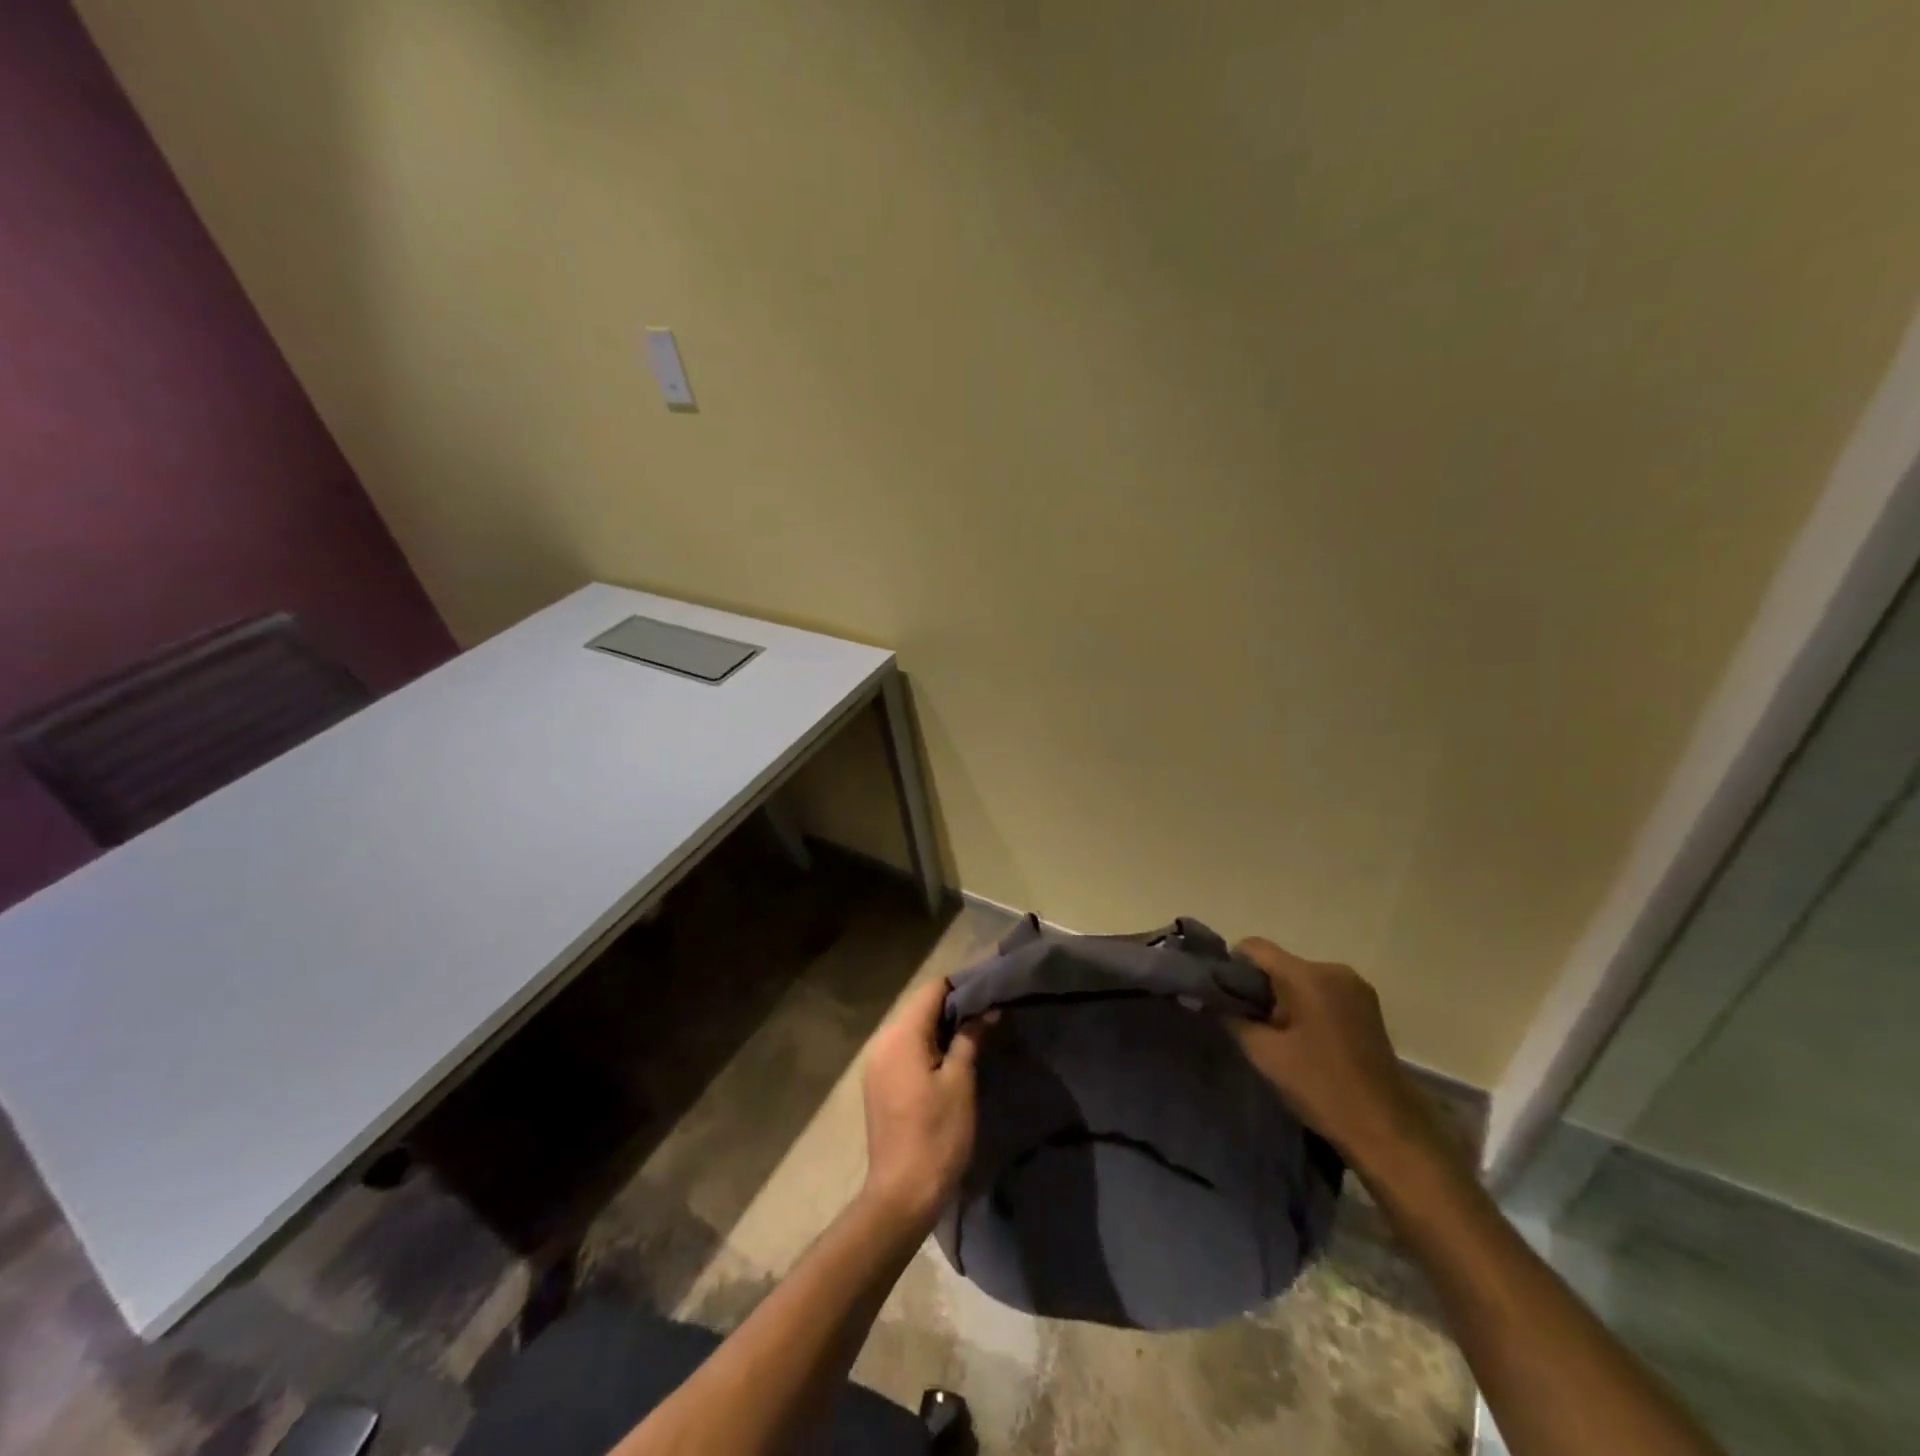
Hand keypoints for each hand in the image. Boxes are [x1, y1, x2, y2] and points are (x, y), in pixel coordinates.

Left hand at [860, 978, 985, 1233]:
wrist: (901, 1195)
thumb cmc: (937, 1136)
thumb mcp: (960, 1083)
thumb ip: (969, 1039)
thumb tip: (985, 1011)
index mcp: (900, 1035)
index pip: (932, 990)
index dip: (961, 987)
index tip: (989, 993)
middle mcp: (882, 1041)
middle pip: (919, 1007)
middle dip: (952, 1008)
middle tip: (987, 1015)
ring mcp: (876, 1063)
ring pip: (912, 1028)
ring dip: (940, 1029)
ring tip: (974, 1035)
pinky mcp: (877, 1083)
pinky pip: (903, 1049)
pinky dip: (926, 1047)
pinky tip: (950, 1060)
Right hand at [1230, 938, 1449, 1181]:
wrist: (1388, 1131)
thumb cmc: (1321, 1087)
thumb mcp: (1264, 1053)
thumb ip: (1231, 1017)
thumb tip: (1206, 998)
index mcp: (1308, 975)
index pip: (1254, 948)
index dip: (1231, 967)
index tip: (1221, 997)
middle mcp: (1334, 969)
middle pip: (1279, 963)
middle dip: (1258, 987)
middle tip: (1247, 1024)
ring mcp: (1356, 988)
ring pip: (1300, 979)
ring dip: (1283, 999)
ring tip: (1276, 1038)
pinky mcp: (1368, 1008)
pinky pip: (1322, 993)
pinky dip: (1305, 1007)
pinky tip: (1303, 1041)